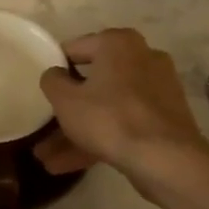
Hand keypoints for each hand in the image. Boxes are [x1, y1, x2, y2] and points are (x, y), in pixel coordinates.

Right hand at [36, 28, 208, 184]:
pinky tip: (70, 165)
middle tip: (44, 129)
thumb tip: (55, 74)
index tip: (42, 91)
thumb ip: (52, 81)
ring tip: (48, 160)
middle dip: (67, 111)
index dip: (55, 70)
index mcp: (118, 43)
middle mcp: (142, 57)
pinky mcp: (164, 117)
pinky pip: (124, 123)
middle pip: (94, 82)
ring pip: (107, 108)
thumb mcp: (66, 100)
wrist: (166, 158)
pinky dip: (100, 139)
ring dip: (78, 132)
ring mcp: (157, 89)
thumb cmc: (110, 118)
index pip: (75, 48)